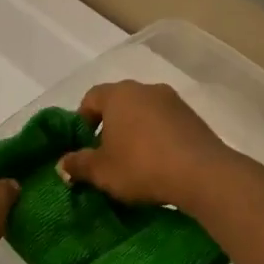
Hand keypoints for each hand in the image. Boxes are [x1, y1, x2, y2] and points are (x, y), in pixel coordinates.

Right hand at [57, 81, 230, 207]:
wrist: (202, 173)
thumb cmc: (141, 166)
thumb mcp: (101, 171)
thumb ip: (78, 164)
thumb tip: (61, 163)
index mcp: (118, 95)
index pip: (91, 98)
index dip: (82, 120)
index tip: (83, 144)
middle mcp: (145, 89)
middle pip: (119, 103)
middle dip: (109, 125)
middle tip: (106, 154)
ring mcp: (173, 101)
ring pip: (144, 112)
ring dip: (135, 131)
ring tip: (134, 161)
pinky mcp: (193, 117)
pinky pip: (166, 123)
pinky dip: (157, 137)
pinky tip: (158, 162)